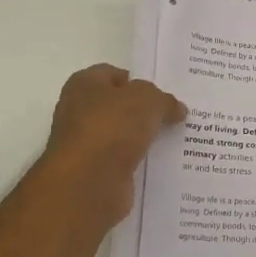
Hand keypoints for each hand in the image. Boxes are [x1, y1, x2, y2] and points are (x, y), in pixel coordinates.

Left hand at [43, 64, 184, 221]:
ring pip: (123, 135)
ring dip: (144, 138)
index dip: (139, 81)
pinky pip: (123, 160)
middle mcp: (79, 111)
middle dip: (145, 111)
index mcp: (84, 84)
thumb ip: (165, 100)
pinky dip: (140, 161)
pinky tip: (162, 163)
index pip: (114, 74)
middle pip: (119, 106)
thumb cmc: (113, 127)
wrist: (89, 182)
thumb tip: (176, 109)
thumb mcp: (148, 100)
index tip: (164, 95)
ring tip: (176, 139)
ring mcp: (86, 143)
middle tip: (175, 116)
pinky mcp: (94, 171)